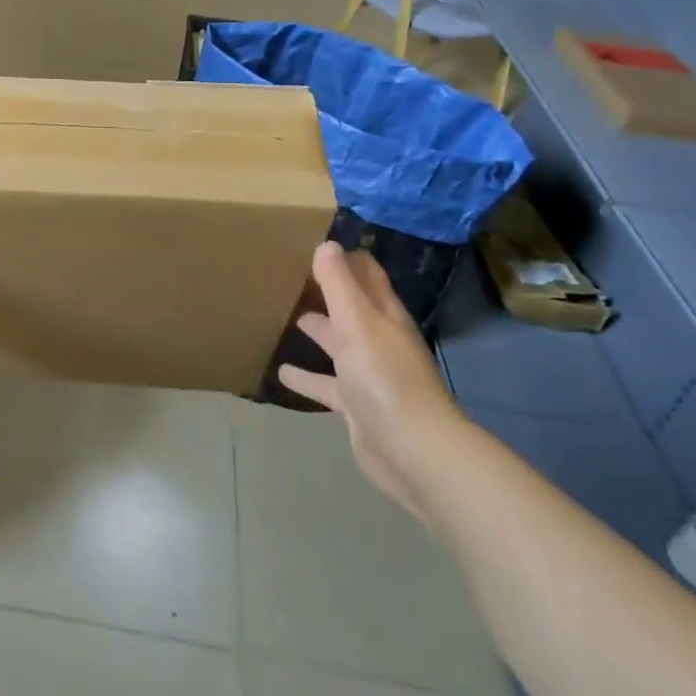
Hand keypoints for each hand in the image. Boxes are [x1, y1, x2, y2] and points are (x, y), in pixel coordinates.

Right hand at [277, 243, 467, 525]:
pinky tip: (282, 372)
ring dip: (318, 331)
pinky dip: (307, 377)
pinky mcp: (356, 405)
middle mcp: (379, 340)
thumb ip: (339, 284)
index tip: (316, 243)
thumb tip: (326, 244)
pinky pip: (327, 384)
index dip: (346, 258)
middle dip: (329, 291)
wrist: (413, 452)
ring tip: (288, 316)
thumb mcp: (357, 322)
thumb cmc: (384, 377)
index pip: (367, 274)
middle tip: (294, 274)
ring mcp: (368, 374)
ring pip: (339, 344)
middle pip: (352, 307)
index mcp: (384, 315)